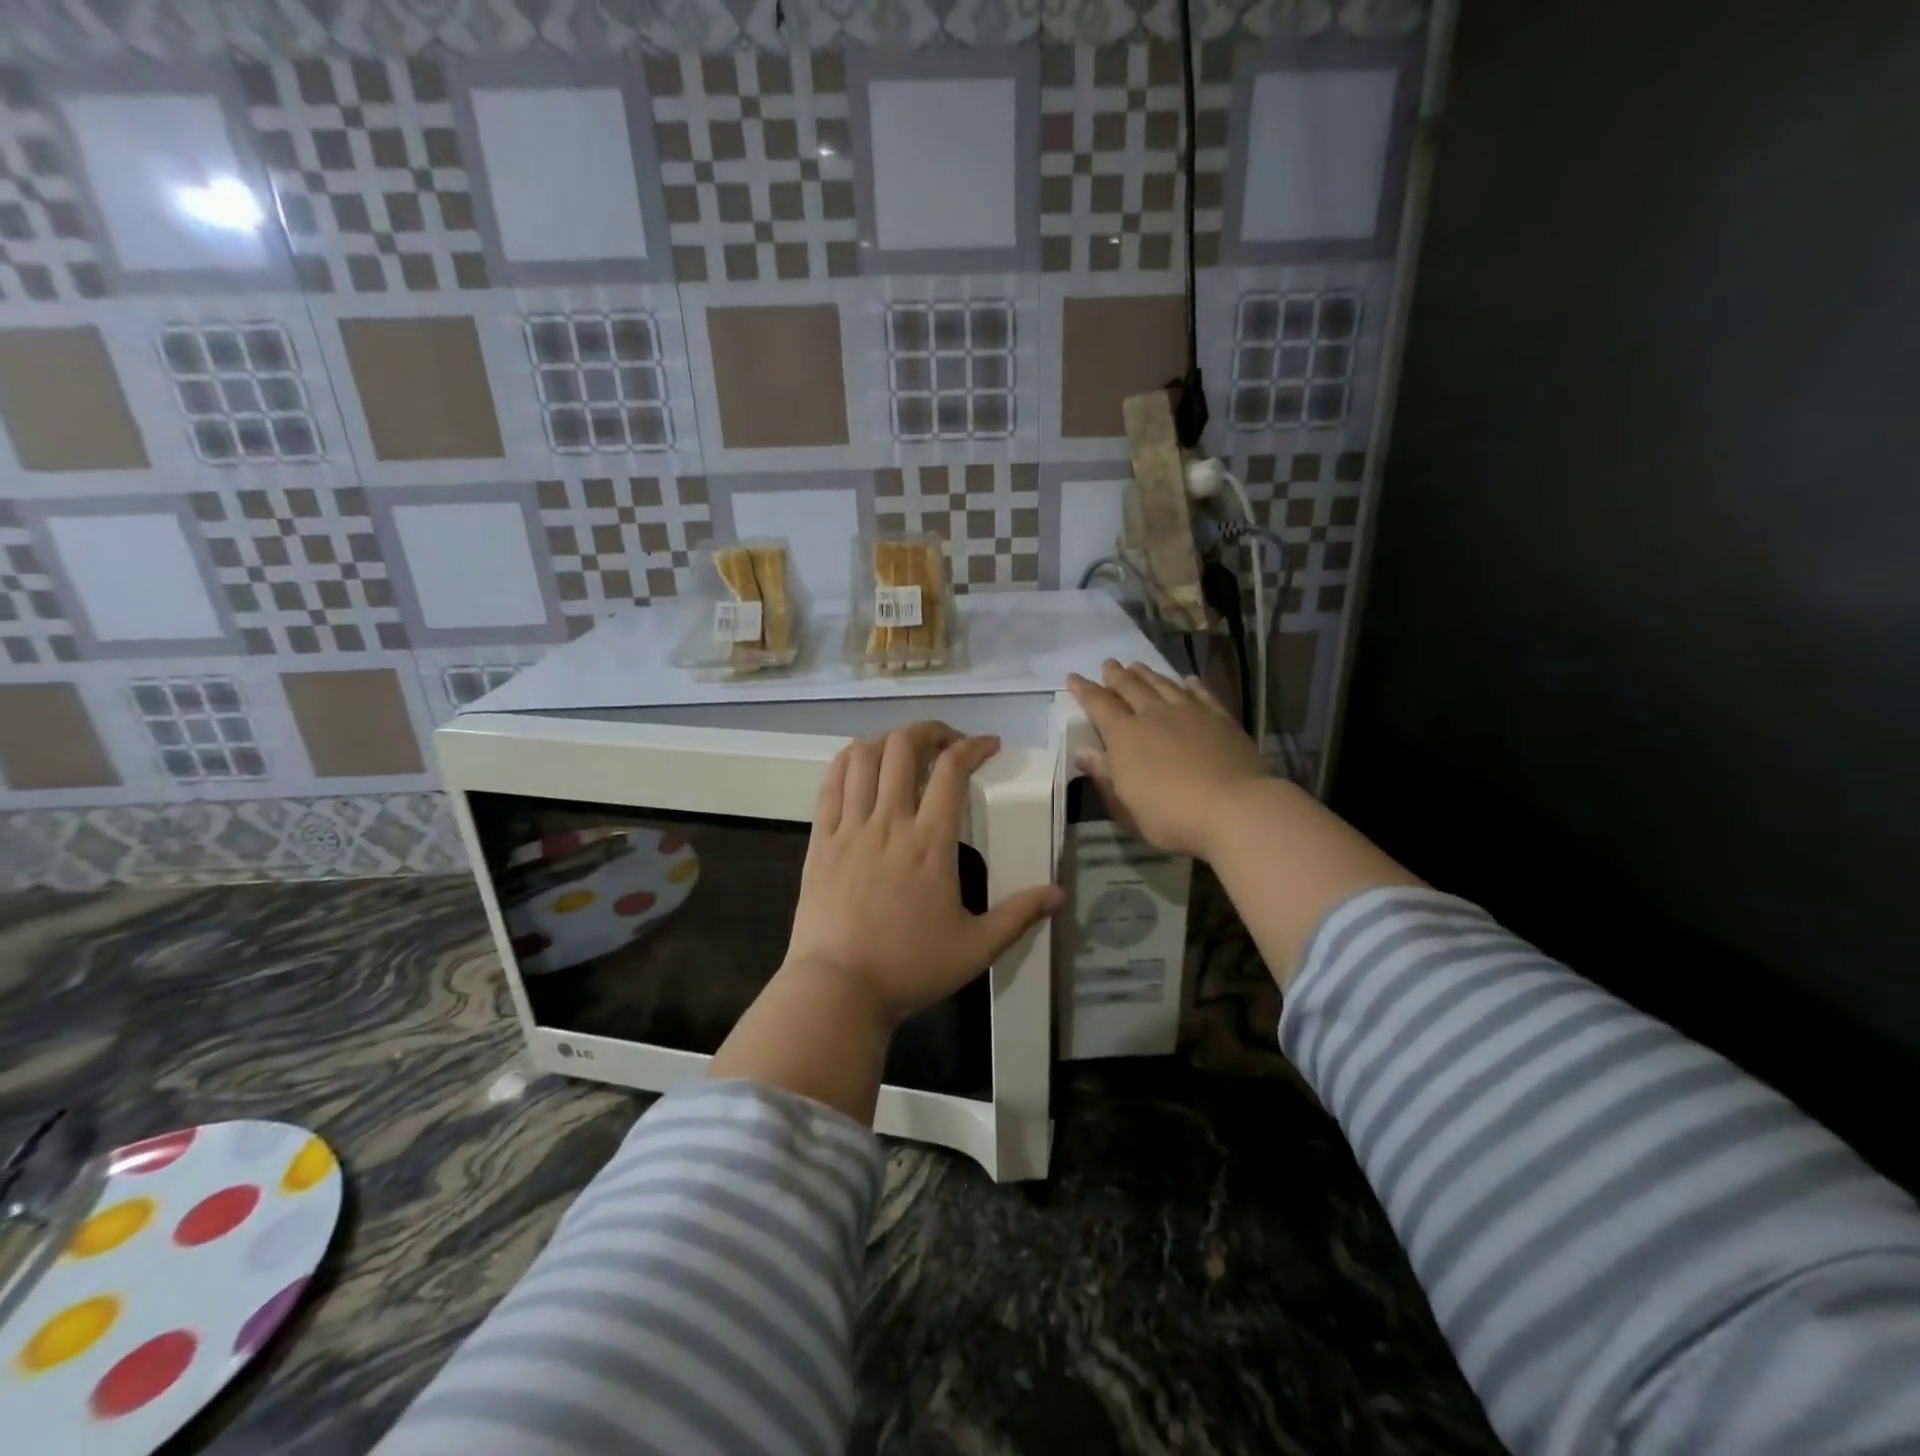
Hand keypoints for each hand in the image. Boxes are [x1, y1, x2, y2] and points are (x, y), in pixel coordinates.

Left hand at [782, 722, 1062, 1026]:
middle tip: (946, 742)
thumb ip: (1019, 915)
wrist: (837, 989)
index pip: (953, 770)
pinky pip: (829, 783)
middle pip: (903, 747)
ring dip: (886, 741)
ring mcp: (849, 827)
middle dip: (929, 731)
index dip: (973, 746)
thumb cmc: (909, 967)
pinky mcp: (819, 840)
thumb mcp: (976, 948)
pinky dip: (846, 762)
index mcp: (930, 842)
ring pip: (862, 756)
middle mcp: (889, 822)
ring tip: (903, 751)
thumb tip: (1059, 893)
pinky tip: (859, 766)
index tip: (988, 745)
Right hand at [1067, 659, 1270, 860]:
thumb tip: (1084, 754)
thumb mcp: (1126, 806)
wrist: (1234, 808)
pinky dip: (1191, 684)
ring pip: (1163, 684)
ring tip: (1138, 665)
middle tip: (1108, 664)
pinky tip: (1188, 680)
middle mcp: (1154, 715)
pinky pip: (1201, 693)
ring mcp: (1190, 713)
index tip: (1073, 678)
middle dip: (1116, 675)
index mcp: (1125, 736)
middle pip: (1131, 687)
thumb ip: (1105, 777)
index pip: (1099, 705)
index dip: (1084, 690)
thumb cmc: (1171, 816)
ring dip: (1148, 674)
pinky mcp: (1220, 718)